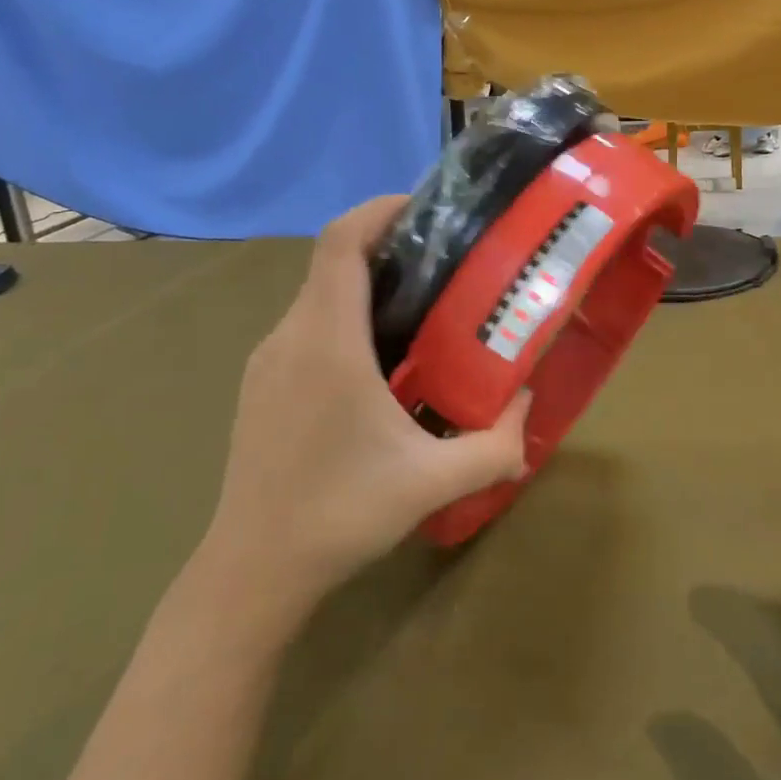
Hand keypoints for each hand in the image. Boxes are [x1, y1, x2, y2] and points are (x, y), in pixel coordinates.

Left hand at [200, 196, 530, 633]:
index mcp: (327, 343)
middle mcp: (291, 337)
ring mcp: (268, 361)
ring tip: (423, 302)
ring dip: (367, 282)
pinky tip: (381, 356)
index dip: (378, 209)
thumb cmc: (339, 515)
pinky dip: (346, 315)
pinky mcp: (261, 384)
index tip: (425, 206)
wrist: (251, 573)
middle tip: (446, 257)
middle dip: (387, 244)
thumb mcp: (433, 482)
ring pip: (320, 294)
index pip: (340, 243)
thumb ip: (495, 444)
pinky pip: (308, 325)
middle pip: (333, 262)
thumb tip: (529, 404)